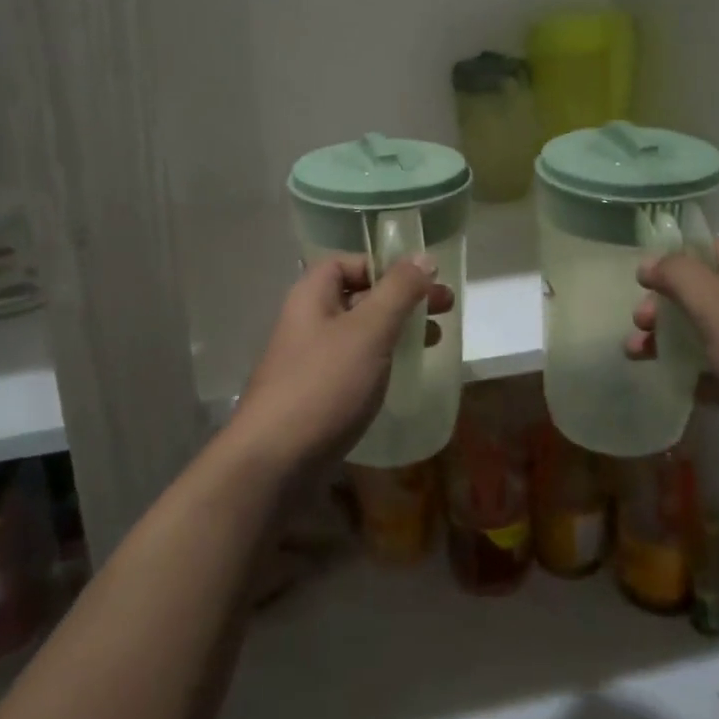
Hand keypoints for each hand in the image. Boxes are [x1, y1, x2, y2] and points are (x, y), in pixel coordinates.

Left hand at [230, 254, 453, 481]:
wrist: (274, 462)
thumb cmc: (324, 384)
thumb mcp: (368, 330)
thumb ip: (398, 291)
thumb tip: (423, 256)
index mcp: (311, 296)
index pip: (347, 263)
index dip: (383, 266)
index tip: (419, 281)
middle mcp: (306, 322)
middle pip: (358, 297)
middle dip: (401, 300)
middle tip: (444, 309)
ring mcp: (308, 361)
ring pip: (359, 333)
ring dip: (395, 331)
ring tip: (433, 341)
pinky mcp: (315, 396)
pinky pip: (353, 366)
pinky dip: (381, 362)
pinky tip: (402, 376)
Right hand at [625, 240, 718, 495]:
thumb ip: (680, 277)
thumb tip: (649, 262)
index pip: (704, 250)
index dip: (669, 259)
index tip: (638, 280)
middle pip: (697, 294)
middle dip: (662, 307)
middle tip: (638, 326)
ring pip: (703, 335)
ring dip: (669, 342)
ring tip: (636, 357)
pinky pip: (717, 373)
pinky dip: (693, 376)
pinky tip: (671, 386)